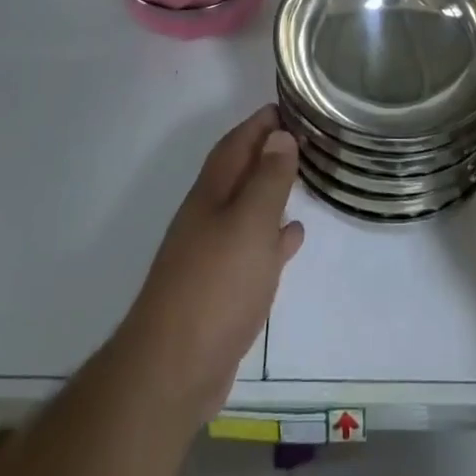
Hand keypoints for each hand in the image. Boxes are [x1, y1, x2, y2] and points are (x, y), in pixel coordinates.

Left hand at [114, 107, 304, 427]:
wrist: (173, 370)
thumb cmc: (215, 286)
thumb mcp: (249, 224)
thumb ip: (267, 179)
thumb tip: (280, 136)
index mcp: (212, 194)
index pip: (236, 144)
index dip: (258, 124)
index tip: (287, 106)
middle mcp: (209, 217)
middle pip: (239, 173)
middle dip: (266, 152)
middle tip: (302, 137)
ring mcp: (213, 255)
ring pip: (247, 209)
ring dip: (270, 191)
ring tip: (302, 176)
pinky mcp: (222, 290)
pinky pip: (253, 248)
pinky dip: (273, 236)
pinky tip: (292, 236)